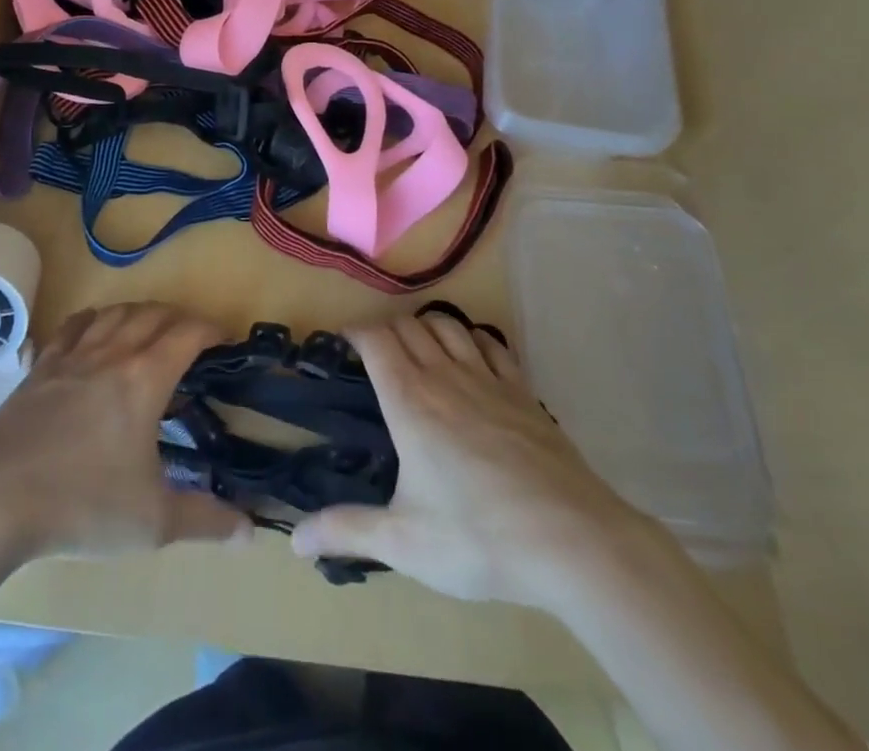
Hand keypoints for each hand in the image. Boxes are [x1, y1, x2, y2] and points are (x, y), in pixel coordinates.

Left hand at [0, 302, 251, 561]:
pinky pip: (71, 327)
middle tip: (191, 336)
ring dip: (139, 312)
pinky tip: (93, 328)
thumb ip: (205, 521)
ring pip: (113, 313)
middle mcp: (112, 354)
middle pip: (153, 314)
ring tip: (149, 327)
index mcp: (145, 379)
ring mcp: (72, 357)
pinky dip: (92, 319)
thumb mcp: (152, 522)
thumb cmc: (82, 505)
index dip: (211, 329)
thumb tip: (251, 532)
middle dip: (179, 317)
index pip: (187, 334)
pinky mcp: (41, 368)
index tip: (224, 339)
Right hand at [290, 312, 655, 608]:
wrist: (572, 541)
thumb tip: (295, 538)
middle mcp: (444, 376)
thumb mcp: (406, 543)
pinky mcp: (522, 391)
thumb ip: (348, 532)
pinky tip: (472, 357)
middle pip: (408, 325)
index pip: (376, 339)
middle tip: (375, 354)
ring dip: (426, 326)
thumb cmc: (479, 538)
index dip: (355, 332)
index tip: (343, 342)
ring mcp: (488, 379)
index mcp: (409, 401)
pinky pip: (491, 344)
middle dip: (386, 329)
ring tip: (419, 348)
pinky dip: (472, 339)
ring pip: (448, 325)